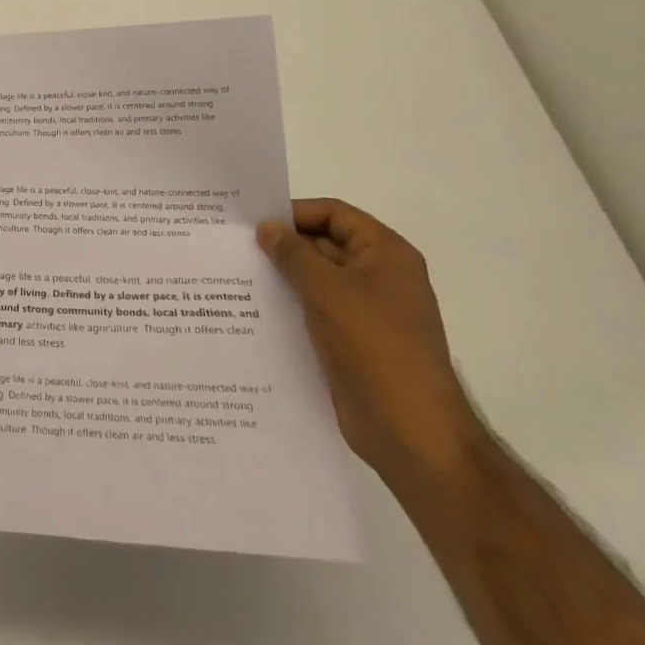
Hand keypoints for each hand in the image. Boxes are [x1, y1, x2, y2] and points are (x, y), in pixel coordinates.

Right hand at [259, 198, 486, 488]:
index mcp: (386, 254)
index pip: (334, 214)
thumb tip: (267, 228)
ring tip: (236, 274)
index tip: (251, 221)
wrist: (410, 431)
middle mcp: (380, 276)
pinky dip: (290, 304)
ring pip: (317, 279)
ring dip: (283, 276)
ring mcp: (367, 311)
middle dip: (283, 244)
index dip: (294, 213)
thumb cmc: (373, 345)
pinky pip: (316, 309)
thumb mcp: (326, 289)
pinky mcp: (353, 340)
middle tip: (234, 246)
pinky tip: (254, 308)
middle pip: (325, 243)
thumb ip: (292, 253)